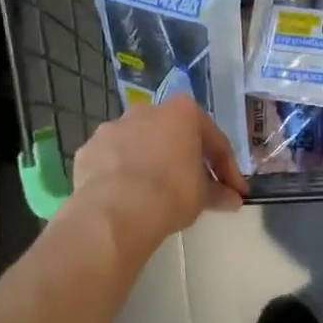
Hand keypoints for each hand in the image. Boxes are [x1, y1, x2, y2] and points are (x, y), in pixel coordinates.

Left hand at [72, 97, 247, 245]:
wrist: (116, 211)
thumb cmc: (171, 193)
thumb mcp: (203, 195)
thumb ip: (219, 192)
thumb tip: (233, 198)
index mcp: (183, 112)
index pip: (214, 140)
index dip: (227, 168)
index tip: (234, 190)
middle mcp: (147, 110)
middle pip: (173, 134)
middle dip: (184, 157)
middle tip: (194, 185)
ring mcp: (113, 127)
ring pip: (139, 143)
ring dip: (150, 162)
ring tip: (156, 191)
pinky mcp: (88, 149)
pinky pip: (113, 160)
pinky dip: (122, 173)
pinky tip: (127, 196)